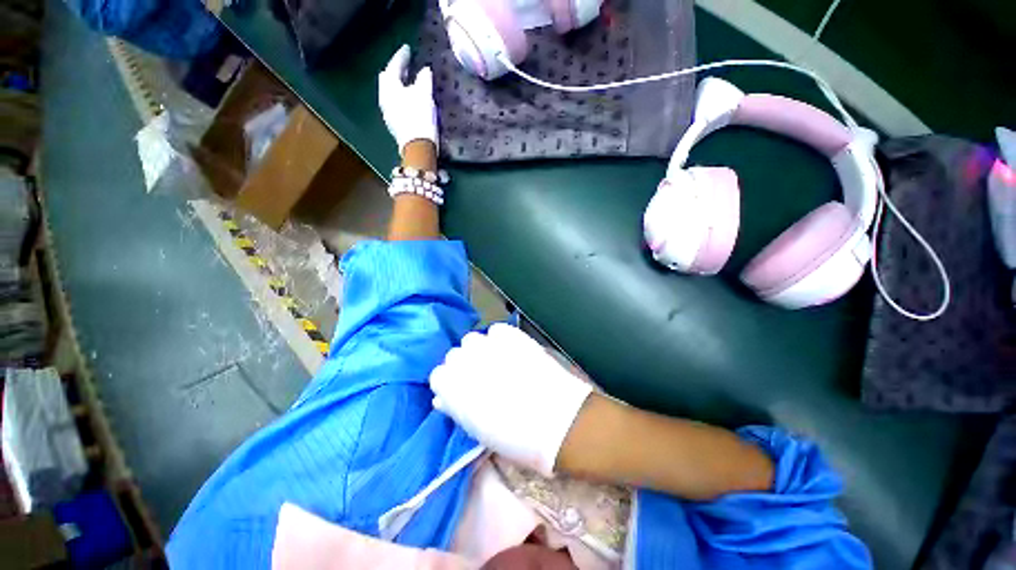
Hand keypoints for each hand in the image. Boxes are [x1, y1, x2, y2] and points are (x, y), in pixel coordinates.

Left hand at [378, 45, 437, 154]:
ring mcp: (388, 114)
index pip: (393, 66)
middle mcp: (385, 99)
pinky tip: (409, 99)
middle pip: (388, 80)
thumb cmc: (420, 118)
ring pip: (391, 93)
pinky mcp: (395, 125)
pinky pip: (396, 104)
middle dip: (396, 70)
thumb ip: (423, 79)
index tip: (408, 49)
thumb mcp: (424, 94)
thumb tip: (424, 70)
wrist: (418, 147)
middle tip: (406, 65)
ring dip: (399, 85)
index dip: (401, 57)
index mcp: (389, 88)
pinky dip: (401, 97)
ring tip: (408, 81)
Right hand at [429, 324, 592, 475]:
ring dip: (482, 350)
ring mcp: (490, 345)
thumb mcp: (476, 430)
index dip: (451, 383)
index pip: (438, 374)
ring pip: (474, 339)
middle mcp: (465, 361)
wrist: (558, 421)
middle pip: (455, 354)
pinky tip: (511, 351)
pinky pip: (497, 330)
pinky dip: (501, 339)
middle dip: (465, 365)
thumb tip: (443, 397)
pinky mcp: (512, 335)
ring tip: (498, 362)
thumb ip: (455, 408)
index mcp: (452, 388)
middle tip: (482, 377)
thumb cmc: (514, 438)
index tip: (462, 390)